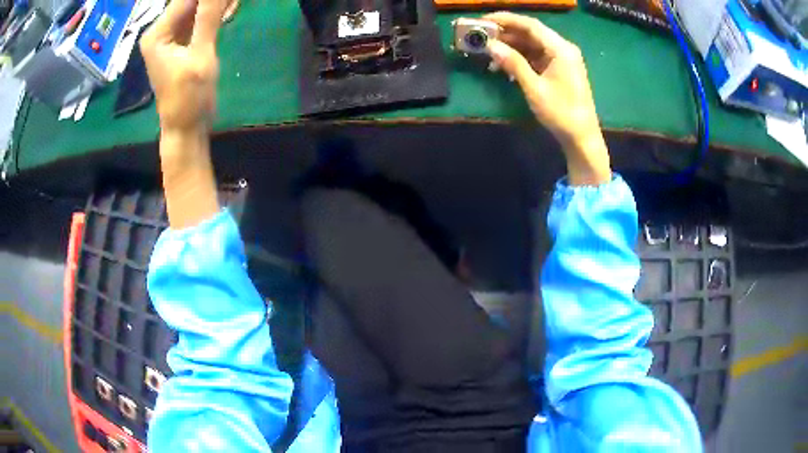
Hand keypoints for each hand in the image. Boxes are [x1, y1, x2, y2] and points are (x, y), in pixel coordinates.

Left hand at [140, 0, 223, 133]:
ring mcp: (170, 37)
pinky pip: (199, 20)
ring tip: (234, 4)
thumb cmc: (189, 97)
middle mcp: (160, 31)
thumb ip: (208, 18)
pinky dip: (214, 14)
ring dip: (216, 5)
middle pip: (190, 3)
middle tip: (233, 2)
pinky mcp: (181, 43)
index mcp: (157, 34)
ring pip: (196, 8)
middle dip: (213, 1)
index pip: (185, 0)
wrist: (185, 127)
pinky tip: (230, 10)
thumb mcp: (200, 55)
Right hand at [484, 12, 610, 185]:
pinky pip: (536, 56)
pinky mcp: (559, 69)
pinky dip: (520, 58)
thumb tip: (490, 45)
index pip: (530, 25)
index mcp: (561, 49)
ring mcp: (562, 59)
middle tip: (481, 36)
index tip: (483, 20)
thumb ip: (513, 63)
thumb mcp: (534, 87)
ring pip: (532, 44)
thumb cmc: (560, 113)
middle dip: (506, 33)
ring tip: (488, 51)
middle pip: (531, 33)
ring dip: (511, 47)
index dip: (506, 20)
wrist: (581, 137)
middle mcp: (563, 49)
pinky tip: (504, 65)